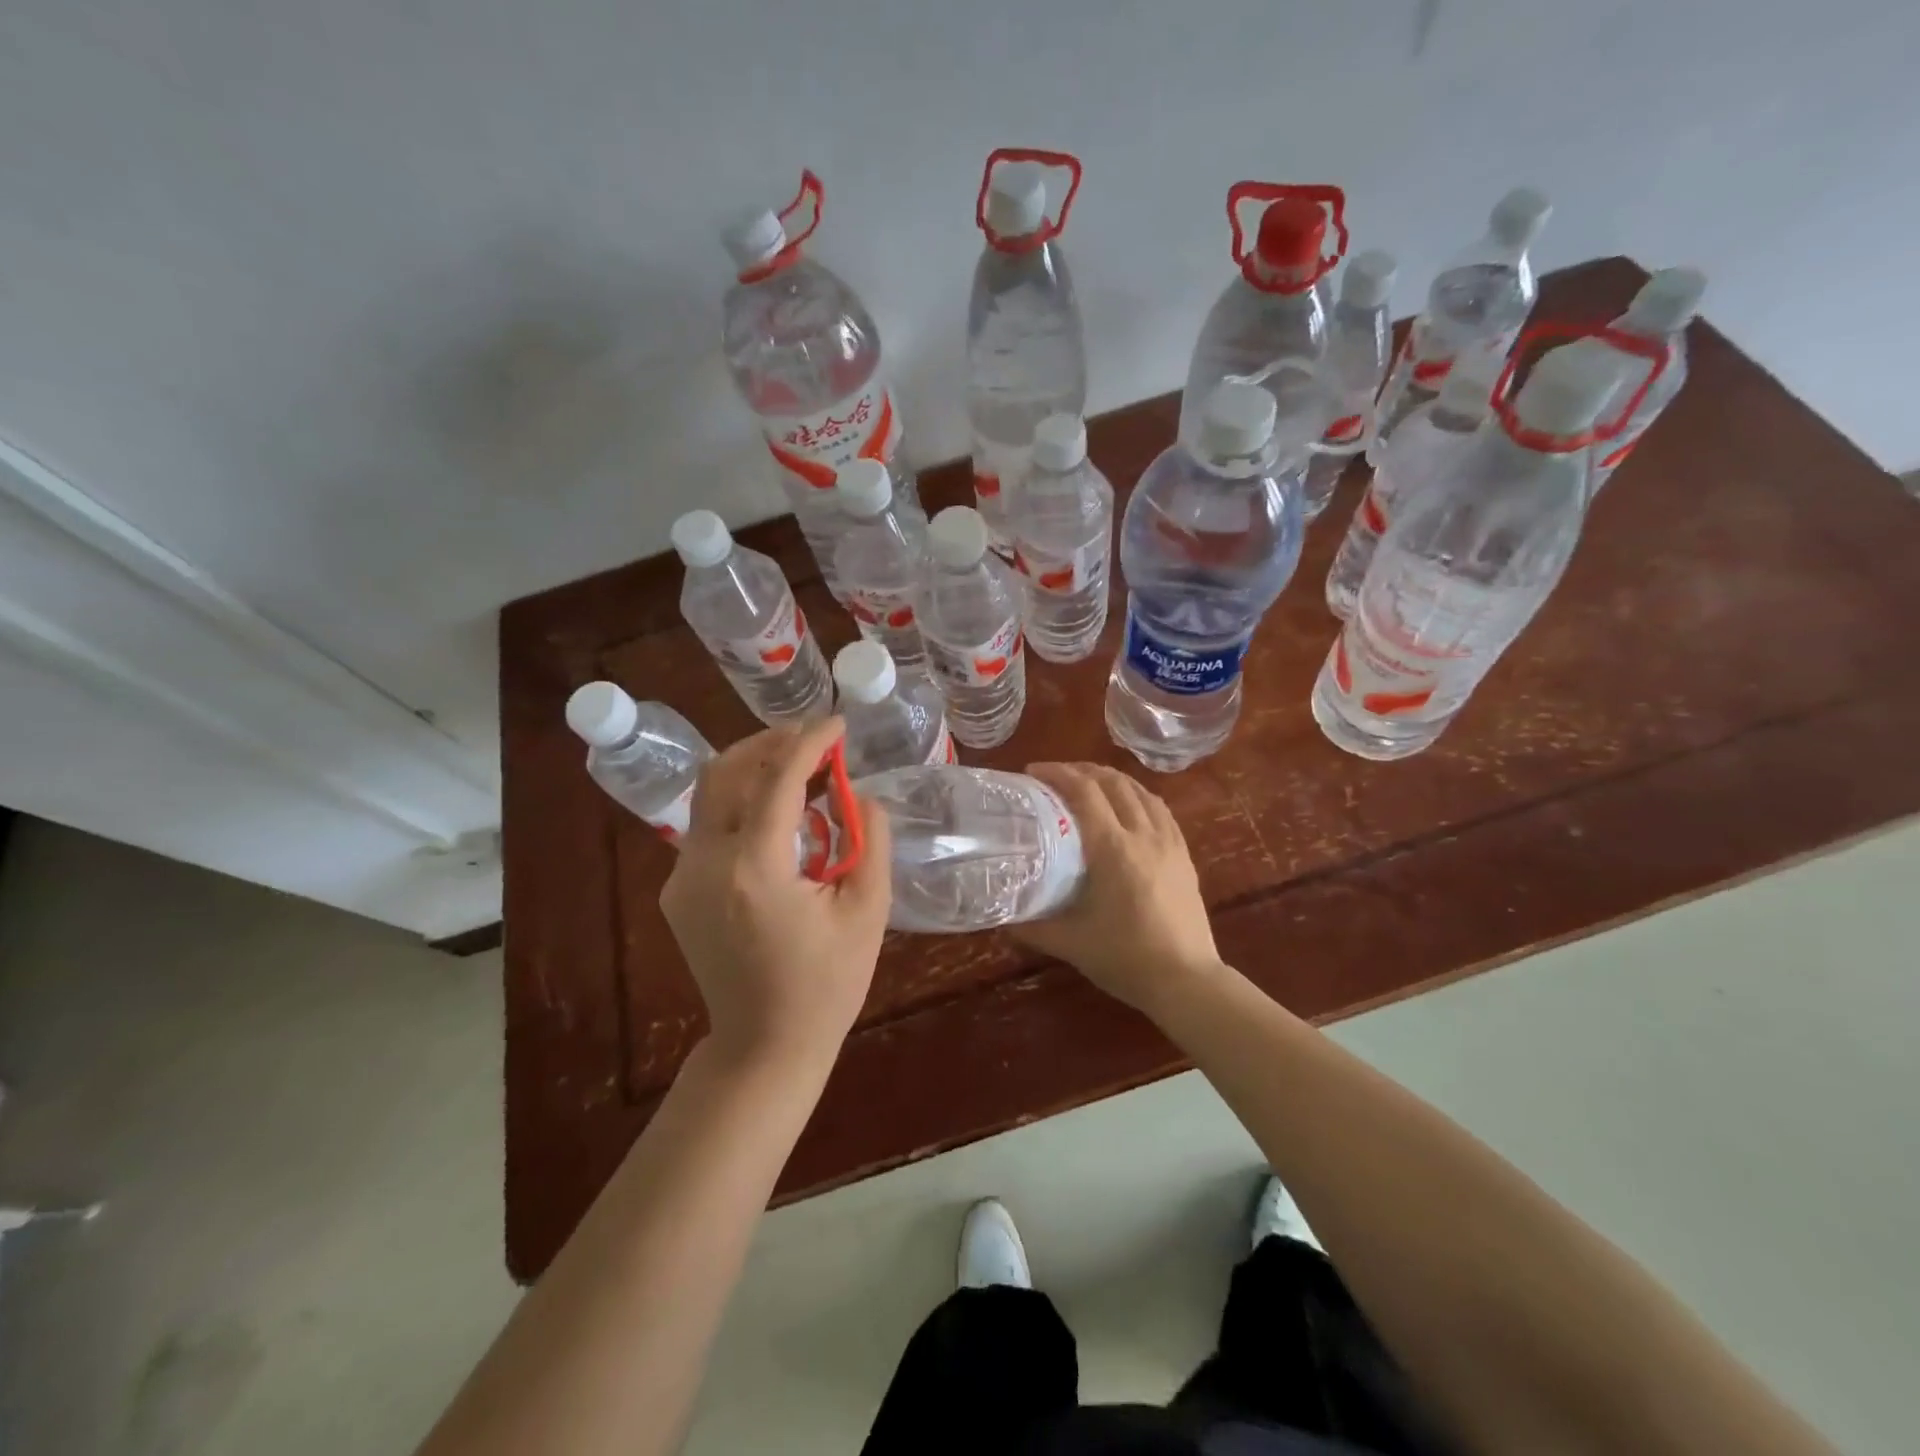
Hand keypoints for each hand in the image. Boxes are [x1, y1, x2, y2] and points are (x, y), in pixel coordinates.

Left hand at [661, 717, 891, 1067]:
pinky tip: (778, 815)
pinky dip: (742, 802)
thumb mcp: (867, 912)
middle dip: (771, 742)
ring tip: (799, 765)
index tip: (838, 723)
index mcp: (756, 870)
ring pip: (711, 794)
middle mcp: (706, 864)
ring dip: (753, 767)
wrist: (763, 1046)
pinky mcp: (678, 890)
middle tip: (815, 738)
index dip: (810, 742)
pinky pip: (708, 826)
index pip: (777, 780)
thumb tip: (862, 795)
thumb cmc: (827, 985)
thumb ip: (871, 842)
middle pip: (727, 772)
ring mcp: (683, 877)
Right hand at [1015, 763, 1222, 1015]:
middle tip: (1056, 776)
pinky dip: (1138, 796)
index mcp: (1113, 848)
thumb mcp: (1070, 942)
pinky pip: (1160, 810)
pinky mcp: (1184, 855)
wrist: (1186, 981)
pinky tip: (1128, 806)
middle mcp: (1143, 835)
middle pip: (1113, 783)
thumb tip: (1002, 918)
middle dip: (1082, 770)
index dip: (1057, 774)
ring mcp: (1169, 843)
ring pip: (1140, 791)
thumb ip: (1033, 926)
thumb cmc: (1125, 959)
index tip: (1033, 772)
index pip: (1085, 792)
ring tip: (1089, 783)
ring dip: (1111, 779)